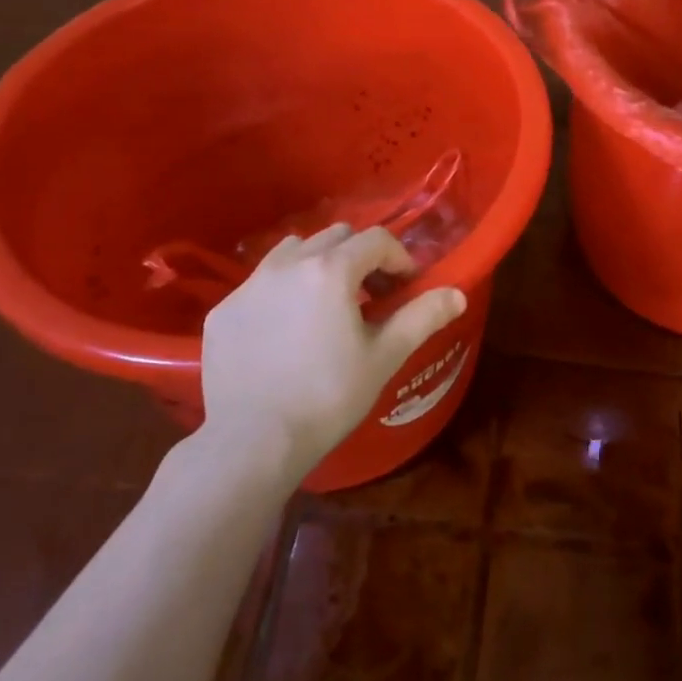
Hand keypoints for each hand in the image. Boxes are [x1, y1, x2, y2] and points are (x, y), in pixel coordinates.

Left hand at [196, 224, 465, 474]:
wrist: (253, 443)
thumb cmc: (329, 397)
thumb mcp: (385, 356)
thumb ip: (423, 316)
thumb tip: (458, 294)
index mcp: (331, 270)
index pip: (376, 240)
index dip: (399, 258)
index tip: (406, 287)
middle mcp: (288, 264)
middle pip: (335, 237)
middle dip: (360, 257)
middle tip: (370, 296)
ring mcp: (249, 286)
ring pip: (293, 251)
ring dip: (318, 264)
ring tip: (325, 304)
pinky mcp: (222, 311)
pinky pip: (260, 283)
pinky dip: (281, 291)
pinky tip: (285, 331)